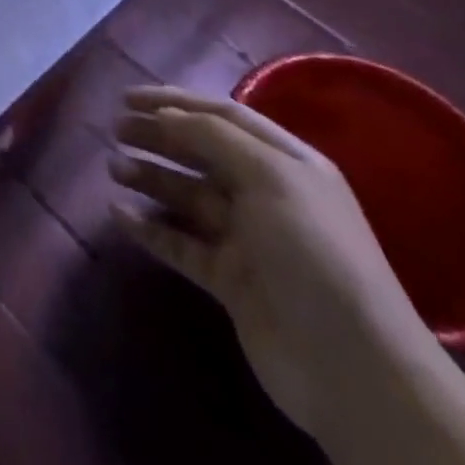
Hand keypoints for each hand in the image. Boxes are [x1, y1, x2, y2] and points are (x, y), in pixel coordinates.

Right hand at [111, 85, 434, 438]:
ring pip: (187, 196)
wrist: (350, 367)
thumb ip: (213, 137)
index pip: (223, 117)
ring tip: (113, 168)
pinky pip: (180, 243)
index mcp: (286, 164)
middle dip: (158, 137)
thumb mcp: (270, 177)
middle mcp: (267, 195)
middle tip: (115, 129)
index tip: (128, 97)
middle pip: (201, 154)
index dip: (175, 102)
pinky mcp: (229, 280)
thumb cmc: (313, 253)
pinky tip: (118, 214)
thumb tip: (165, 115)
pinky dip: (149, 227)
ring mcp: (247, 240)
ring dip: (150, 178)